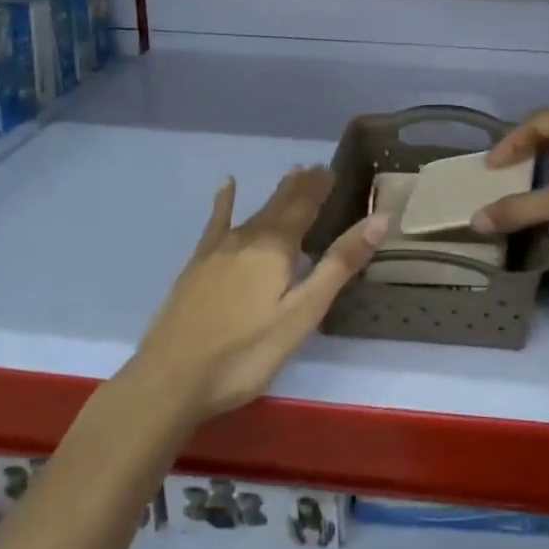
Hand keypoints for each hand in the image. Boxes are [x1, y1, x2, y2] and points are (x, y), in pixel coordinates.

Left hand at [132, 168, 385, 423]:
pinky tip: (225, 186)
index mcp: (276, 248)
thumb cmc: (245, 353)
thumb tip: (379, 219)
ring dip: (276, 195)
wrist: (169, 380)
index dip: (320, 187)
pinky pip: (216, 223)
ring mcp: (217, 250)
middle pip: (279, 204)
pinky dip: (224, 203)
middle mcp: (247, 238)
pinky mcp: (197, 266)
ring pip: (254, 212)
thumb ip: (339, 265)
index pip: (305, 206)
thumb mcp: (302, 314)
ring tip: (291, 175)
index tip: (332, 169)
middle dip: (300, 186)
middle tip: (316, 168)